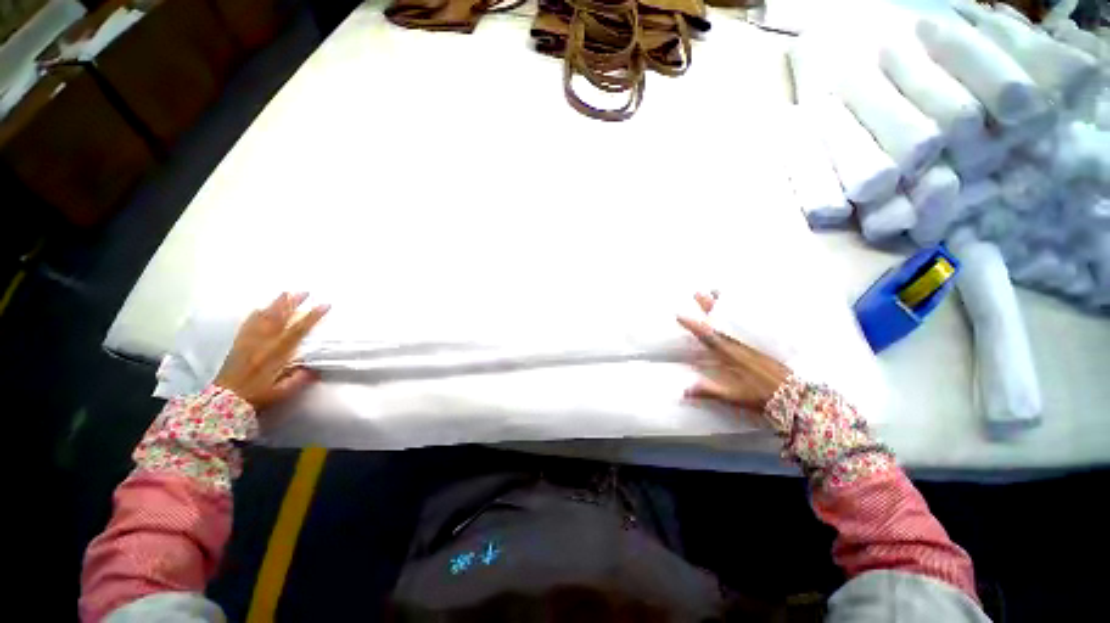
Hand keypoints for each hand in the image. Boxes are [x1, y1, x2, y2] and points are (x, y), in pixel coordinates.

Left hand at [214, 292, 329, 410]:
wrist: (223, 401)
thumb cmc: (256, 397)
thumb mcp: (282, 392)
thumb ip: (299, 379)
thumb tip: (315, 368)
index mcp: (275, 355)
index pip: (297, 331)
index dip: (312, 317)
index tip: (324, 305)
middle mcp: (262, 344)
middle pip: (279, 318)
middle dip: (292, 303)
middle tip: (305, 291)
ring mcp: (248, 342)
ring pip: (264, 318)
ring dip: (275, 304)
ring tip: (286, 293)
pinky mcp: (238, 344)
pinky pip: (248, 325)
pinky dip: (255, 315)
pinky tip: (260, 308)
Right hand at [677, 292, 791, 415]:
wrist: (797, 397)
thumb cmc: (762, 397)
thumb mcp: (734, 396)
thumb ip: (710, 391)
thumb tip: (684, 390)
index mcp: (732, 356)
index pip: (709, 337)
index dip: (694, 326)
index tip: (680, 315)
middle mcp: (742, 344)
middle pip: (722, 322)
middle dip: (709, 307)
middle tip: (697, 292)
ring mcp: (755, 342)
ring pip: (737, 318)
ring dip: (726, 304)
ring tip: (717, 290)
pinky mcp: (766, 343)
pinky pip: (753, 322)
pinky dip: (746, 311)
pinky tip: (745, 303)